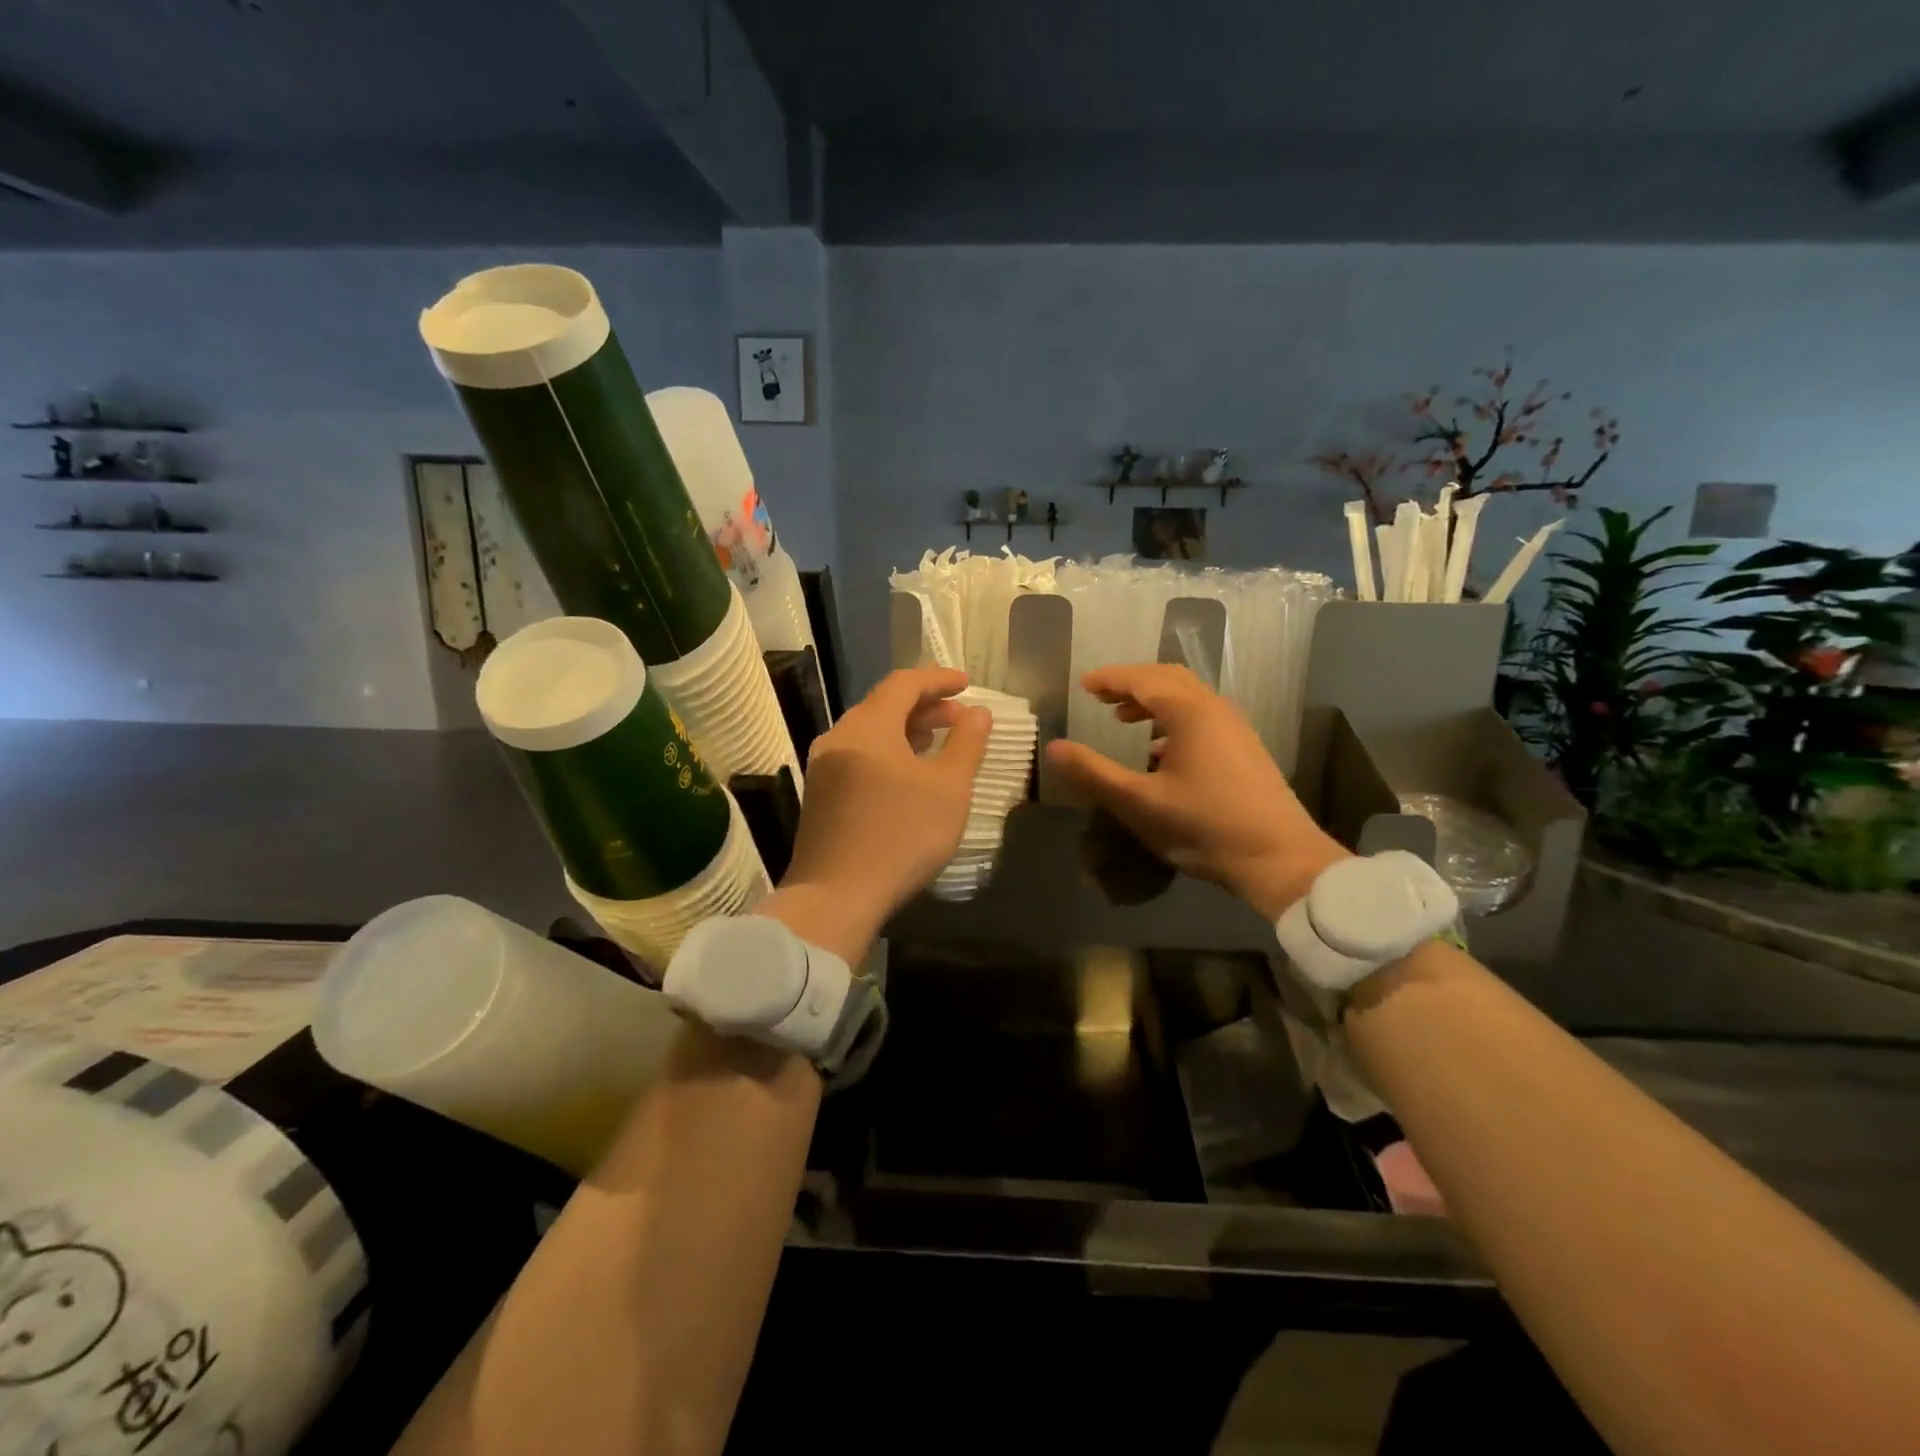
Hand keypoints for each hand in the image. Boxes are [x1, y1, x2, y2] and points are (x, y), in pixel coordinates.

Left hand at [765, 667, 990, 963]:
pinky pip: (859, 756)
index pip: (904, 683)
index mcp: (868, 726)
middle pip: (883, 705)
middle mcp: (839, 737)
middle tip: (959, 718)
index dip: (938, 679)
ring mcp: (824, 767)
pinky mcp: (821, 795)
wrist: (835, 896)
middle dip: (924, 706)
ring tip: (936, 742)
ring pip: (870, 732)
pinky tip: (907, 775)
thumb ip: (967, 744)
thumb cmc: (901, 835)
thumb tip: (978, 713)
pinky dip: (887, 752)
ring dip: (905, 730)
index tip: (967, 683)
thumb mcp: (949, 789)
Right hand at [1044, 663, 1347, 919]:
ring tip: (1124, 720)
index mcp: (1190, 713)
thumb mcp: (1139, 803)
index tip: (1083, 685)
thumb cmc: (1205, 827)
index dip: (1110, 679)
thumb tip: (1053, 747)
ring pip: (1188, 697)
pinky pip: (1202, 716)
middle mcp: (1215, 709)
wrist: (1279, 859)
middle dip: (1132, 683)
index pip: (1143, 679)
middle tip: (1101, 697)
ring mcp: (1235, 728)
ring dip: (1153, 700)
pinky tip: (1160, 751)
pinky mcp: (1244, 749)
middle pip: (1168, 679)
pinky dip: (1173, 718)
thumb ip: (1094, 773)